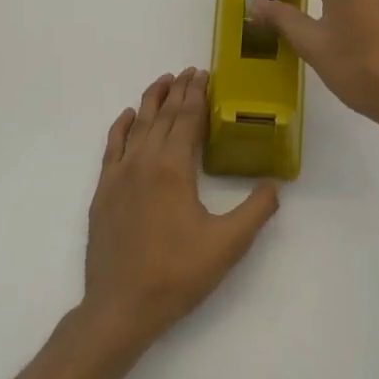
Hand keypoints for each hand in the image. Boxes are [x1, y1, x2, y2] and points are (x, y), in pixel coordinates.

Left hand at [80, 68, 280, 351]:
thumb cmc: (177, 275)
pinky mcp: (103, 192)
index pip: (187, 119)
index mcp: (173, 168)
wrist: (120, 308)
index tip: (205, 74)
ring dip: (151, 101)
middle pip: (164, 116)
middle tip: (190, 71)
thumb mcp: (228, 245)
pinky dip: (120, 127)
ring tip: (163, 80)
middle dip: (179, 91)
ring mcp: (119, 175)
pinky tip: (127, 116)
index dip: (197, 94)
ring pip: (137, 126)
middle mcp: (144, 162)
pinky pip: (111, 147)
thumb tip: (275, 184)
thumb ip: (256, 210)